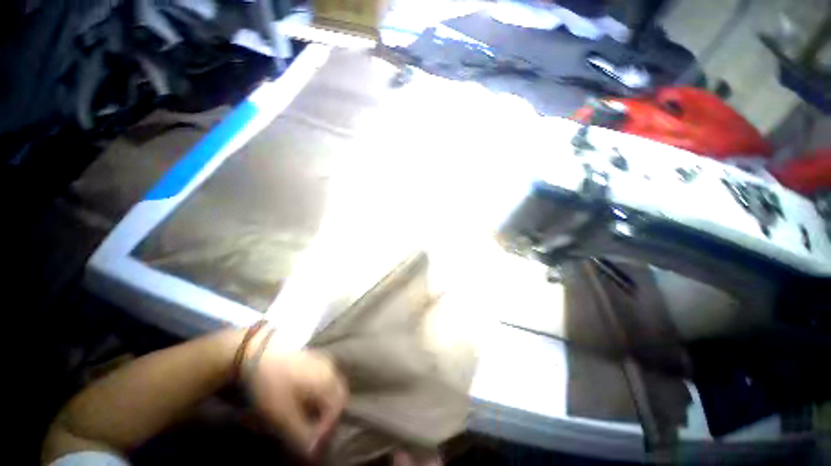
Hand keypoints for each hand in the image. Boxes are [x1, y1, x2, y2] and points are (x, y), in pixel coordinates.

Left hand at [245, 345, 347, 456]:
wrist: (260, 353)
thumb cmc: (274, 384)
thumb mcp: (284, 414)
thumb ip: (301, 433)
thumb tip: (312, 451)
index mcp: (327, 381)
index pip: (337, 409)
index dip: (327, 429)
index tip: (313, 443)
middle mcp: (331, 369)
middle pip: (340, 395)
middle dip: (331, 416)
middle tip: (316, 431)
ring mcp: (324, 361)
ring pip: (334, 385)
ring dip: (327, 404)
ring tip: (313, 417)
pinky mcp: (315, 358)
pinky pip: (327, 377)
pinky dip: (323, 392)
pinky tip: (309, 399)